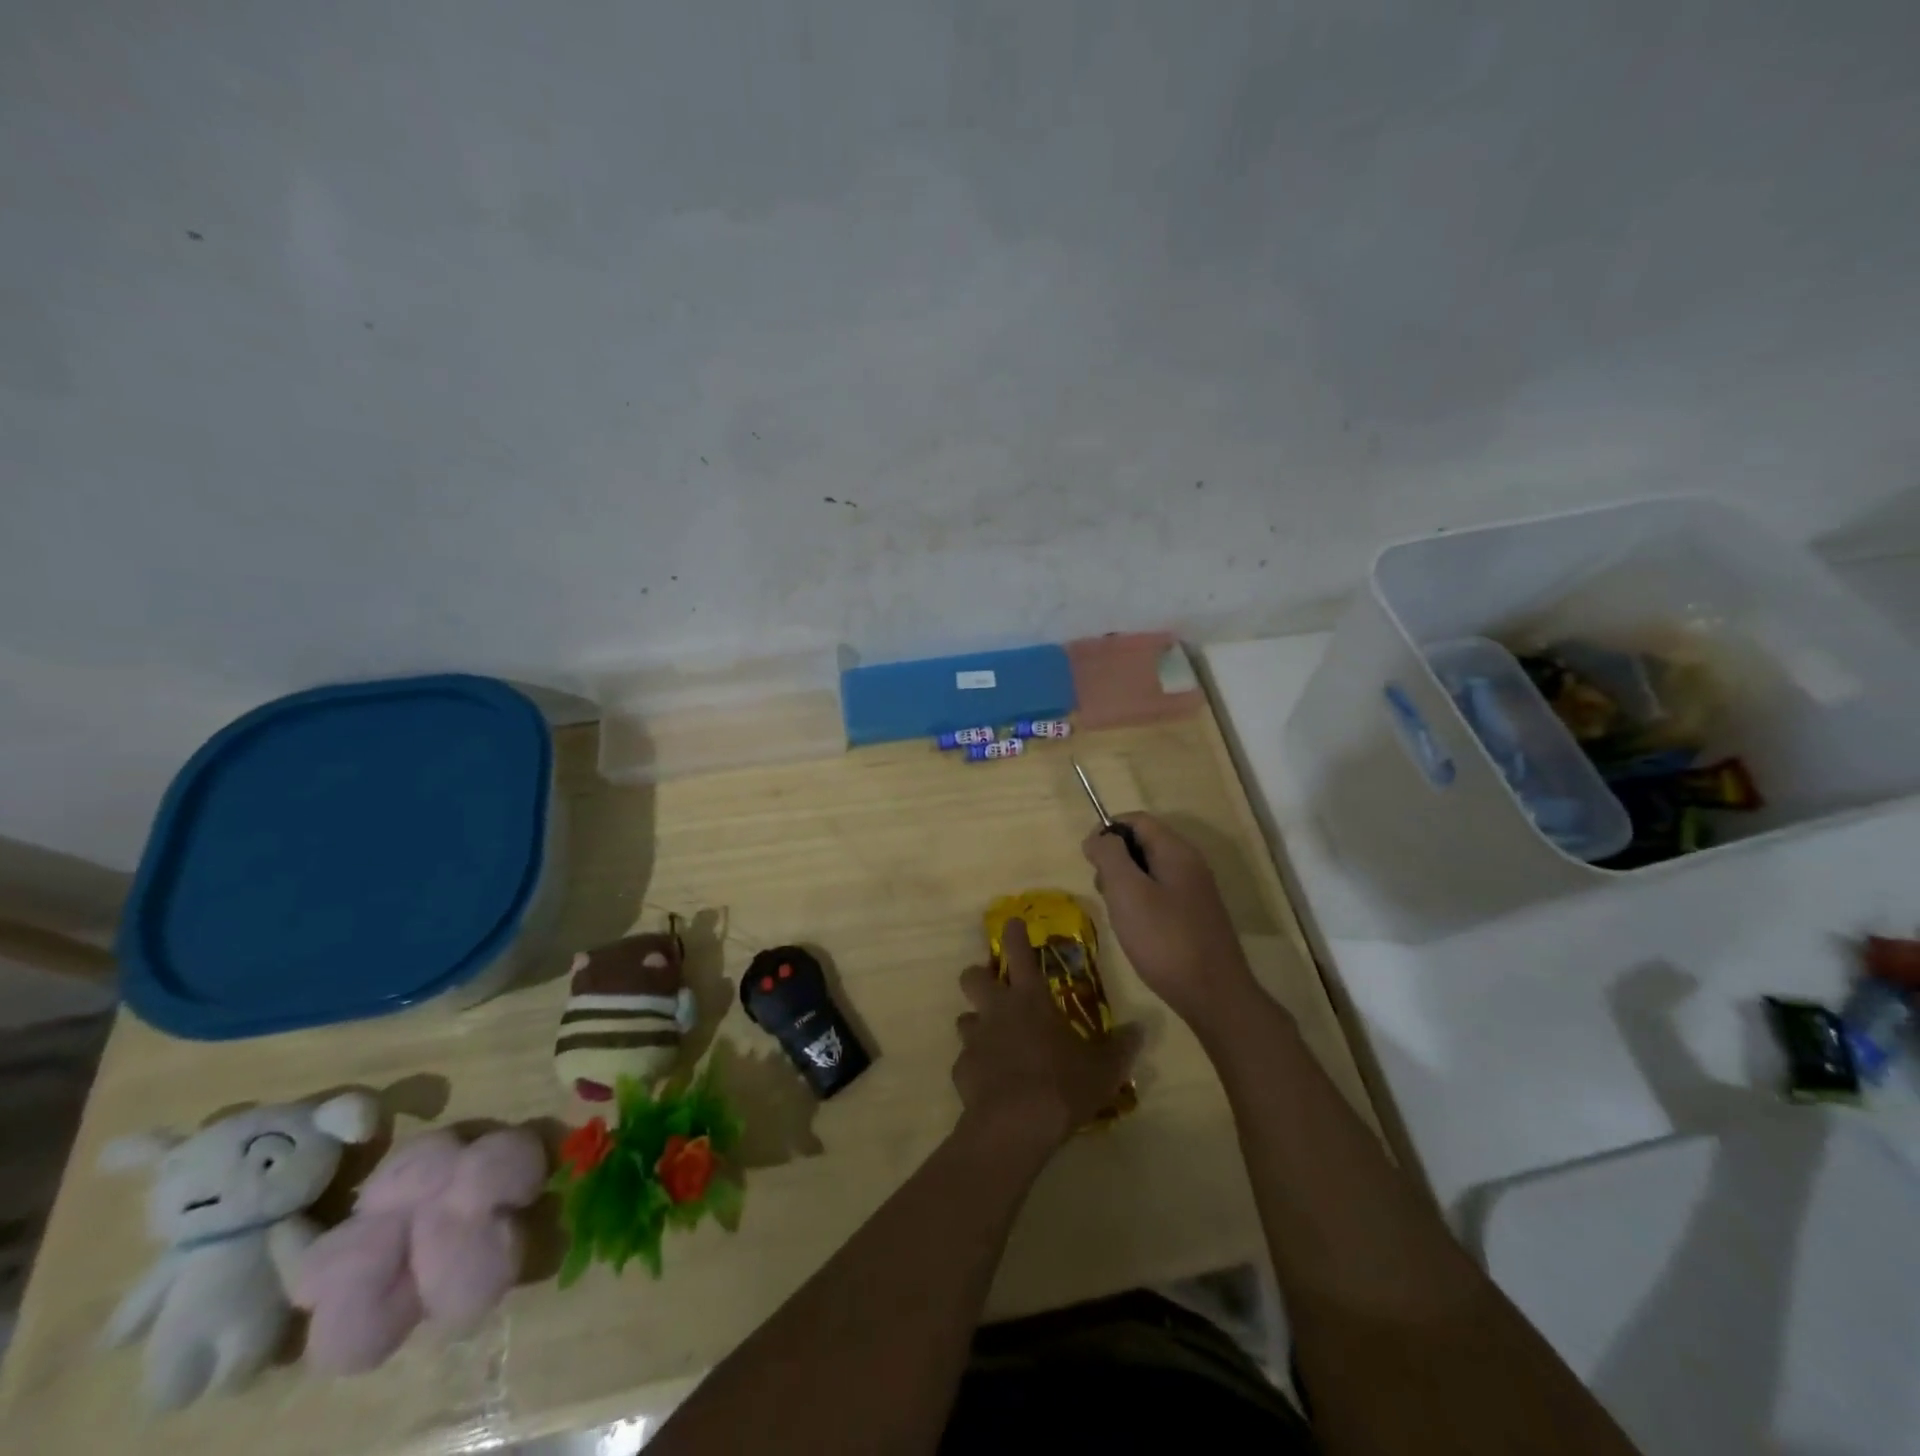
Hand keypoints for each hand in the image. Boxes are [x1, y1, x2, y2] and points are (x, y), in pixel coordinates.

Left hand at [952, 920, 1142, 1151]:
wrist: (1015, 1124)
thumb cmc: (1062, 1084)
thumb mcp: (1103, 1068)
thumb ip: (1120, 1048)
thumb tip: (1141, 1029)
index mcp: (1030, 999)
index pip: (1019, 953)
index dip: (1014, 934)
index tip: (1010, 923)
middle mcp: (997, 1010)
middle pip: (972, 977)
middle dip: (979, 976)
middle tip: (994, 988)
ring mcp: (975, 1039)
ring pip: (965, 1018)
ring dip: (977, 1024)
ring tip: (994, 1041)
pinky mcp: (961, 1070)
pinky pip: (966, 1060)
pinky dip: (976, 1066)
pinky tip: (991, 1083)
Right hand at [1082, 814, 1259, 1030]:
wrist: (1214, 995)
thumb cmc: (1164, 940)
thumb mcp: (1127, 892)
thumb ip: (1109, 856)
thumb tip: (1097, 837)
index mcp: (1176, 851)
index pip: (1137, 820)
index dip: (1107, 831)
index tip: (1089, 860)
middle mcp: (1190, 864)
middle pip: (1144, 843)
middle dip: (1115, 859)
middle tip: (1103, 891)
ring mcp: (1196, 892)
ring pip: (1150, 871)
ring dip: (1126, 884)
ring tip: (1118, 915)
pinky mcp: (1195, 917)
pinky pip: (1161, 894)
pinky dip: (1141, 903)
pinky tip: (1136, 931)